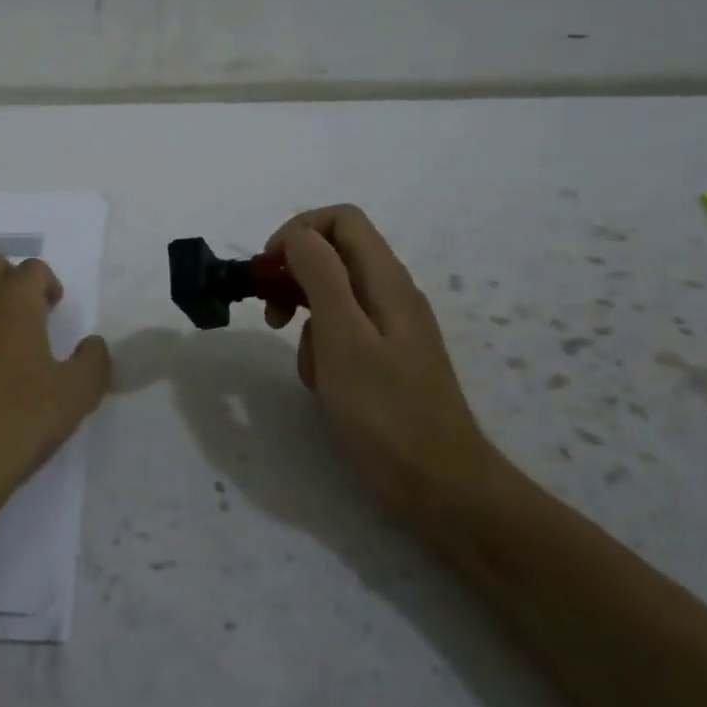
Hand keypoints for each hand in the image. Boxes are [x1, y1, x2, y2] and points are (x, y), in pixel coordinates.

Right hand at [263, 205, 510, 517]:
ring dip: (306, 320)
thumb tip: (297, 237)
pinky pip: (341, 334)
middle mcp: (391, 294)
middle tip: (271, 315)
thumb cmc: (385, 411)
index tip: (268, 271)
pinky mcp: (385, 360)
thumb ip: (320, 276)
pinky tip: (323, 384)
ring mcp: (390, 328)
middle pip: (334, 255)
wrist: (439, 486)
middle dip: (294, 276)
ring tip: (307, 364)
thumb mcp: (342, 337)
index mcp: (385, 280)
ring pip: (332, 297)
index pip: (340, 220)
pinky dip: (321, 348)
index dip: (297, 232)